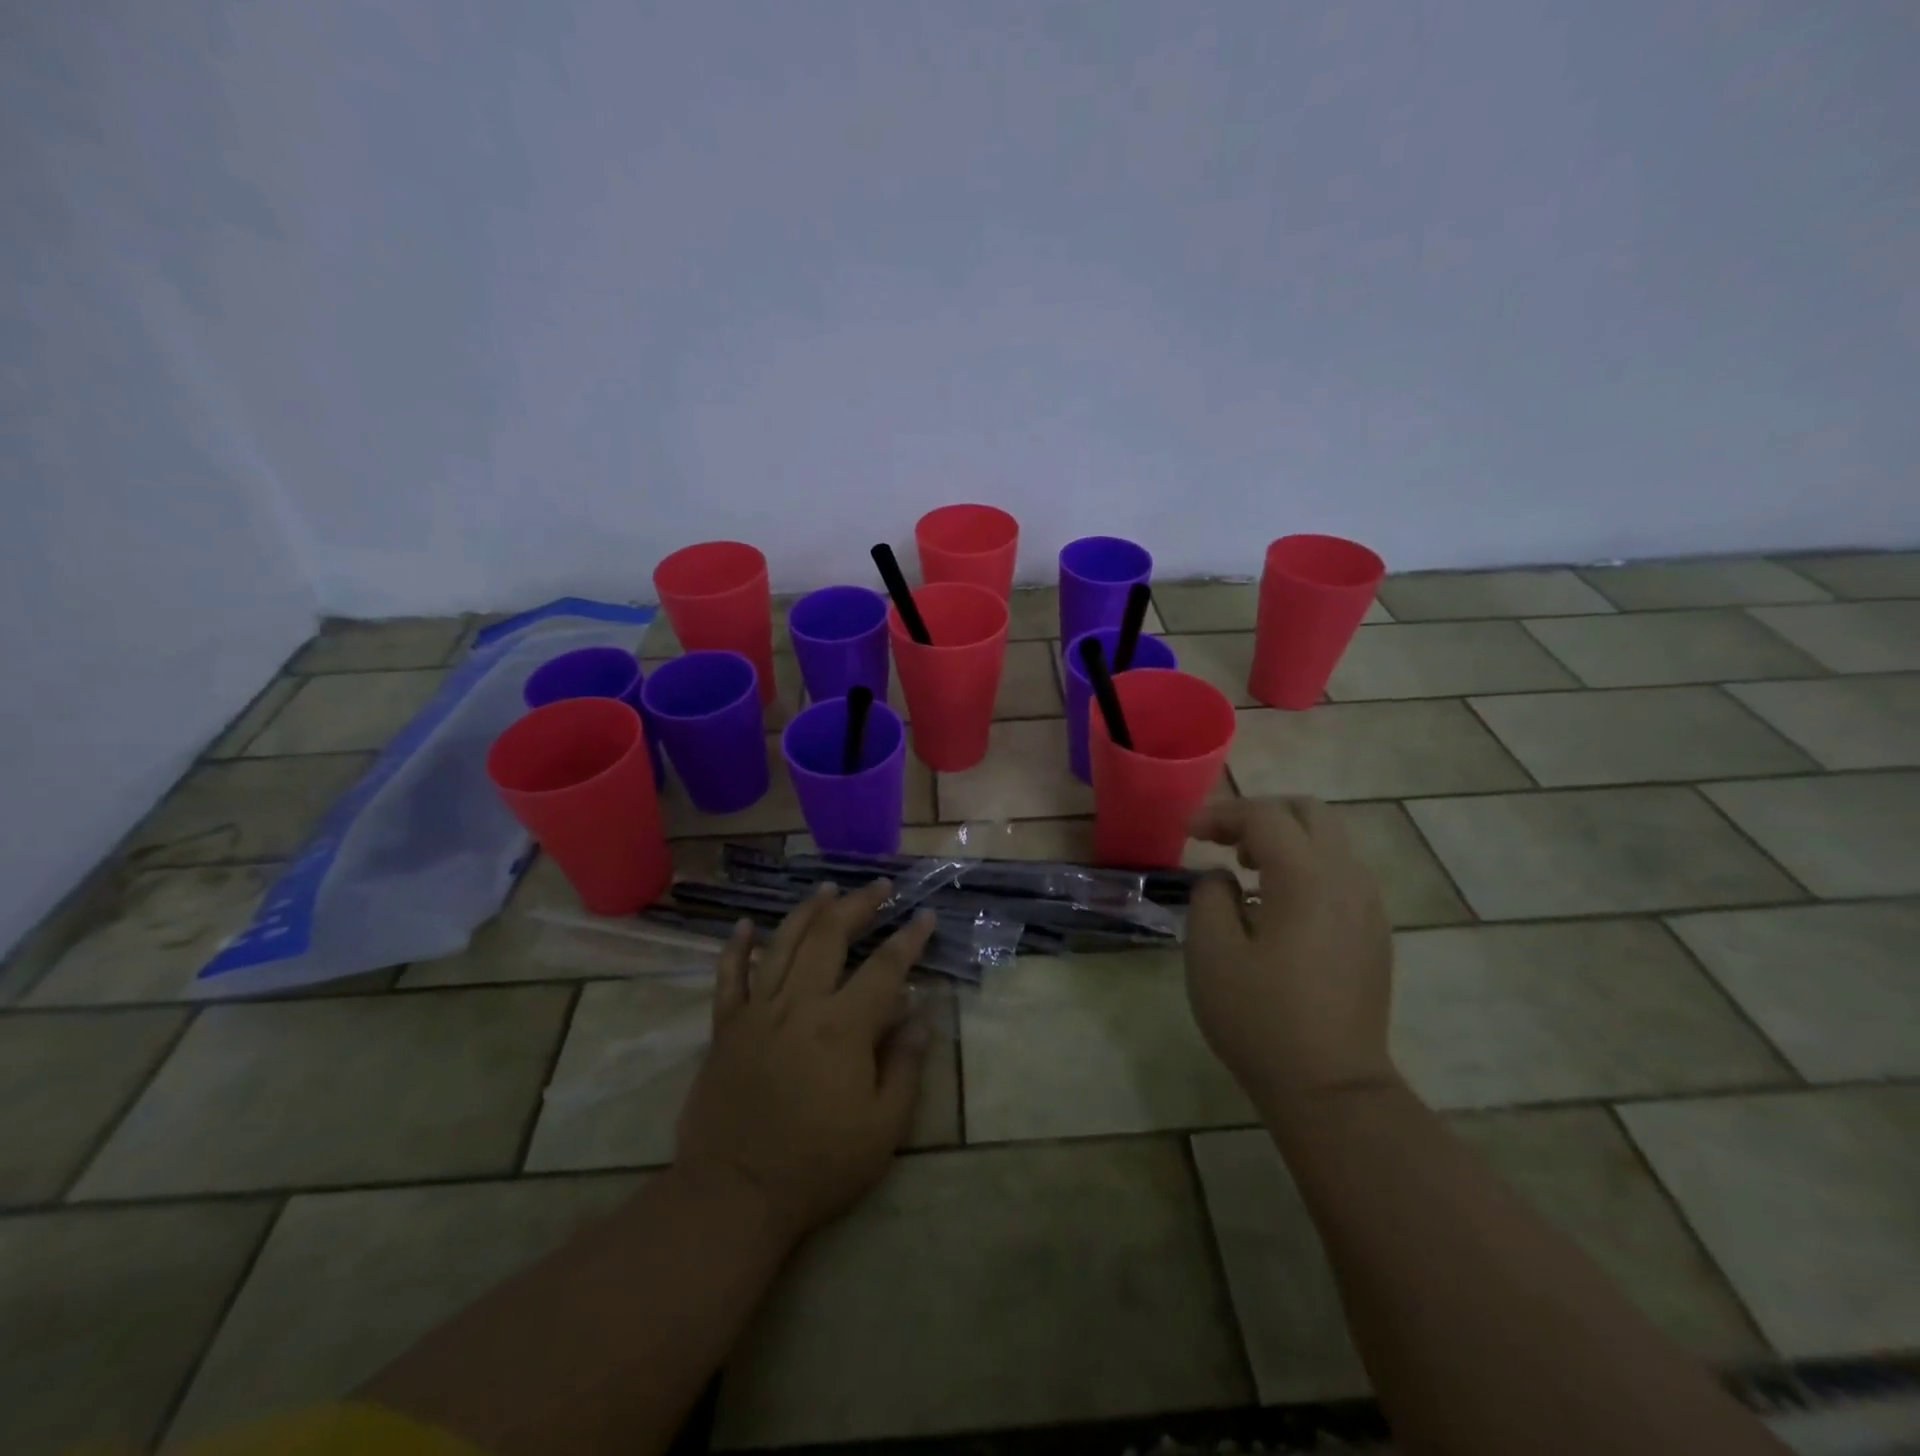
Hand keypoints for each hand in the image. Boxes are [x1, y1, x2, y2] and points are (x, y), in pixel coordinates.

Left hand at [674, 881, 936, 1249]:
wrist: (735, 1194)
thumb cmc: (818, 1165)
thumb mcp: (883, 1128)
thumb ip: (906, 1065)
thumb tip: (922, 1014)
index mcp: (843, 1027)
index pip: (885, 968)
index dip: (909, 939)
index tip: (925, 916)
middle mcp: (800, 1005)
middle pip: (830, 936)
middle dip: (859, 905)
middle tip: (879, 887)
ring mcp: (757, 1012)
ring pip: (782, 943)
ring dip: (808, 911)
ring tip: (827, 889)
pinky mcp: (725, 1028)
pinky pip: (728, 977)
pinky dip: (735, 947)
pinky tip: (744, 925)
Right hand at [1185, 797, 1395, 1120]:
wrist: (1331, 1089)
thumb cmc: (1260, 1018)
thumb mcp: (1210, 953)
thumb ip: (1210, 896)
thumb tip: (1224, 880)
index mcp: (1307, 879)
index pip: (1264, 816)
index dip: (1220, 813)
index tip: (1186, 832)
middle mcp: (1347, 880)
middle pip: (1309, 812)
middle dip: (1260, 815)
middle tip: (1222, 842)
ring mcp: (1368, 907)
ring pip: (1329, 841)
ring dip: (1285, 840)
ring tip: (1246, 871)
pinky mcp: (1374, 933)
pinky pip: (1340, 874)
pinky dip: (1305, 867)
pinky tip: (1276, 906)